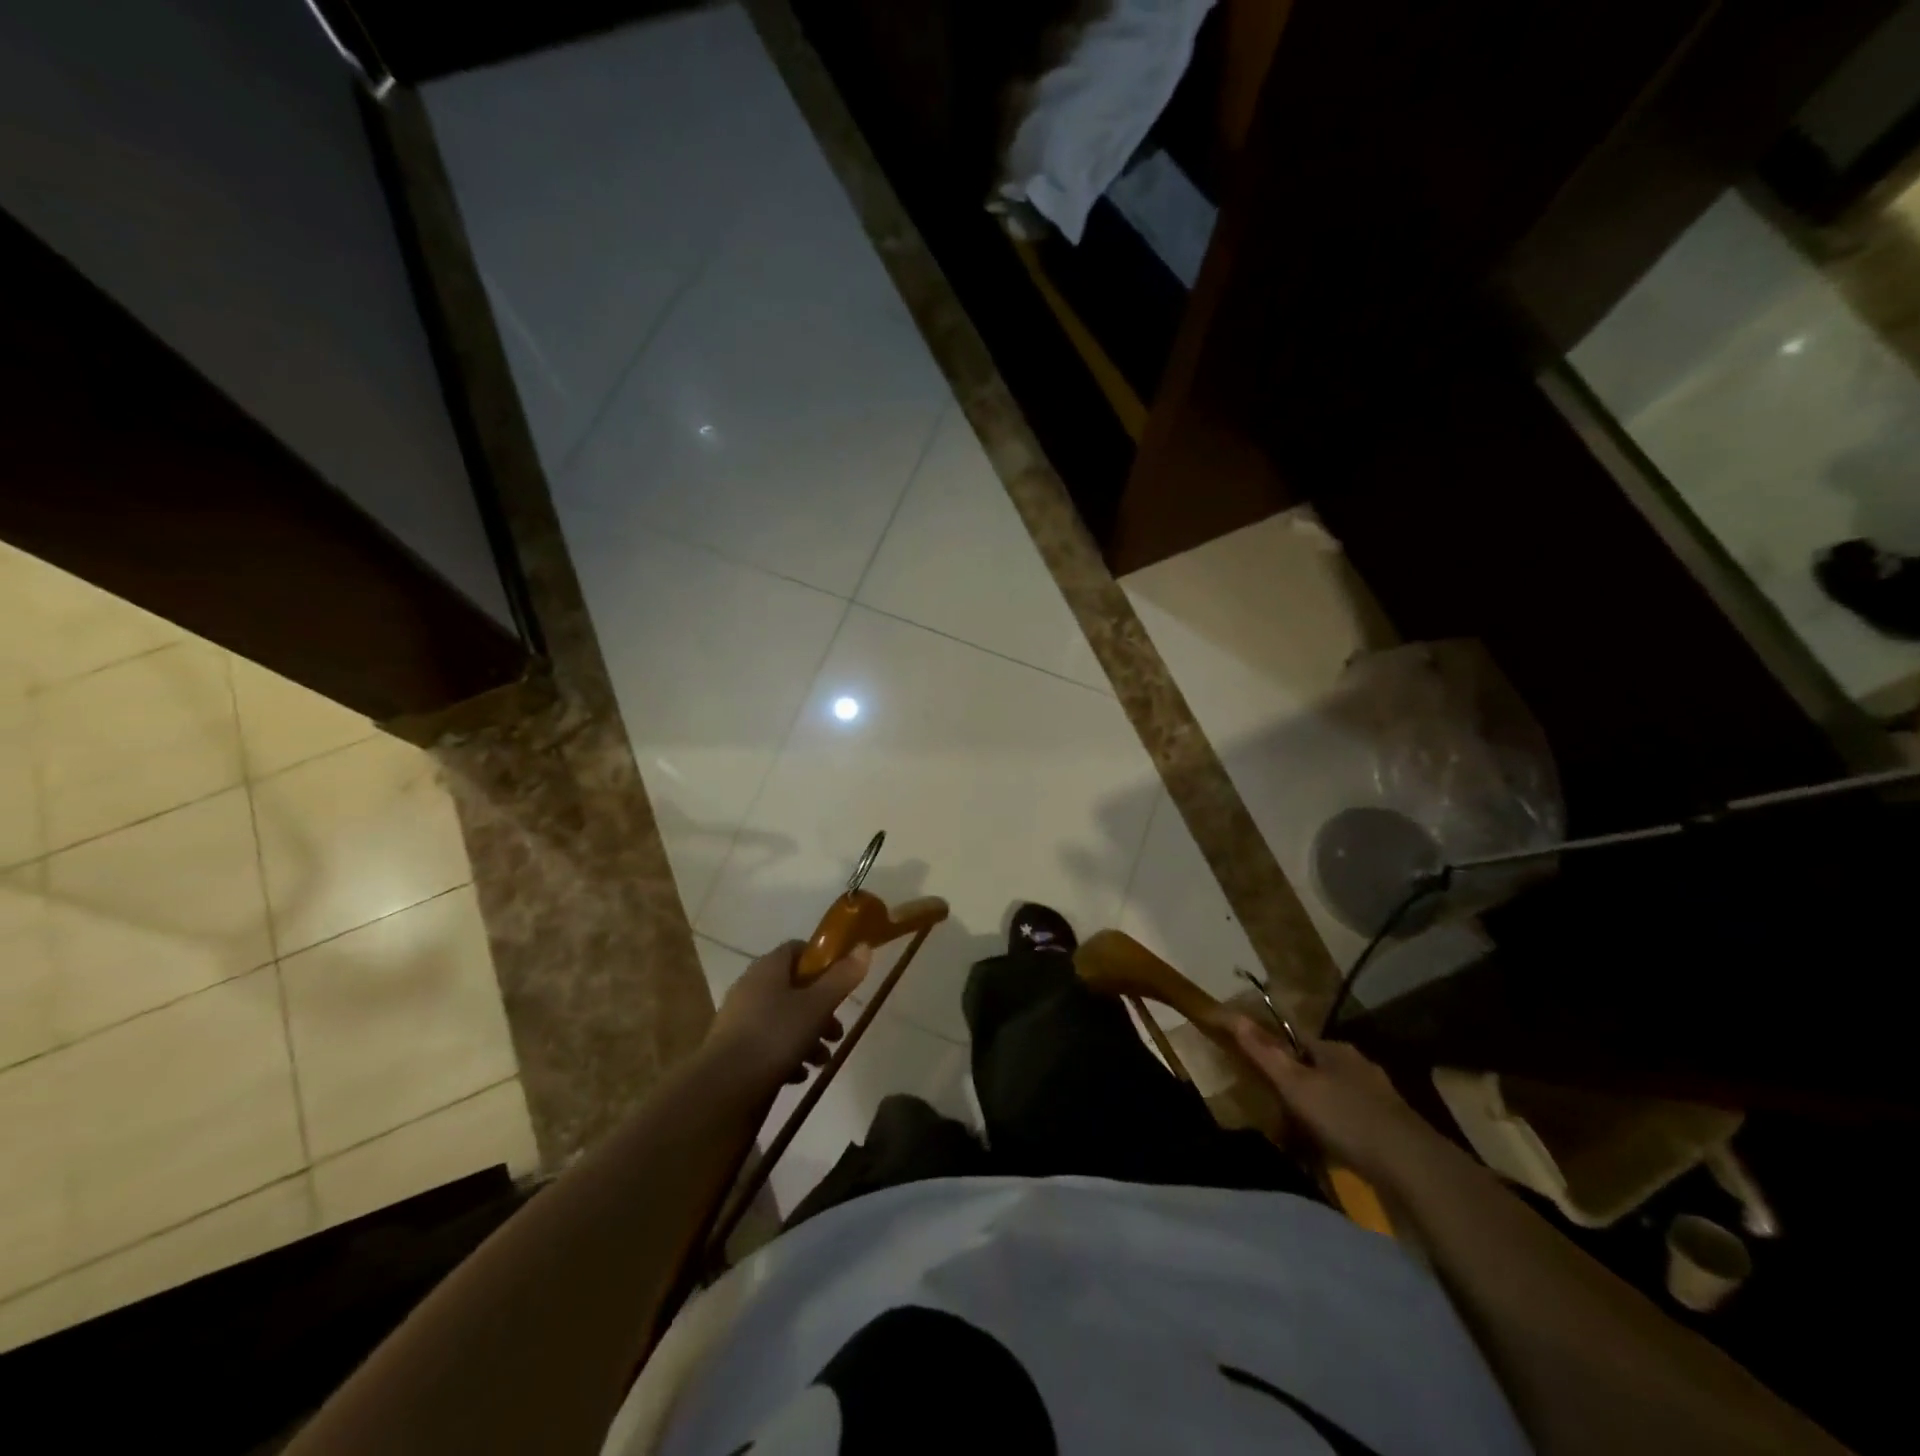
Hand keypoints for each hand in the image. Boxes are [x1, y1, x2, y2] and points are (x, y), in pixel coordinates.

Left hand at [705, 941, 870, 1086]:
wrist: (723, 1089)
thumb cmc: (774, 1036)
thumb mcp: (817, 1005)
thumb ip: (842, 978)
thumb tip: (864, 947)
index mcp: (768, 969)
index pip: (797, 950)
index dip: (821, 961)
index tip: (841, 980)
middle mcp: (751, 988)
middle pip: (794, 988)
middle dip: (821, 1009)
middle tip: (837, 1031)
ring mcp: (740, 1020)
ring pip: (784, 1019)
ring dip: (808, 1036)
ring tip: (822, 1060)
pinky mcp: (735, 1051)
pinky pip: (769, 1044)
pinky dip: (787, 1055)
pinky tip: (799, 1075)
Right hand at [1228, 1018, 1441, 1189]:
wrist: (1412, 1167)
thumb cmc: (1345, 1117)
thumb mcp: (1295, 1084)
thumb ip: (1264, 1052)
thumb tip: (1233, 1015)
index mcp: (1337, 1050)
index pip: (1299, 1039)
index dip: (1278, 1051)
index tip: (1261, 1070)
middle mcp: (1360, 1067)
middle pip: (1320, 1068)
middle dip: (1300, 1084)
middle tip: (1277, 1105)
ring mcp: (1381, 1099)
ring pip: (1339, 1096)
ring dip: (1322, 1110)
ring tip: (1301, 1133)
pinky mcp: (1394, 1130)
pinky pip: (1356, 1123)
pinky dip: (1341, 1132)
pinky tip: (1333, 1151)